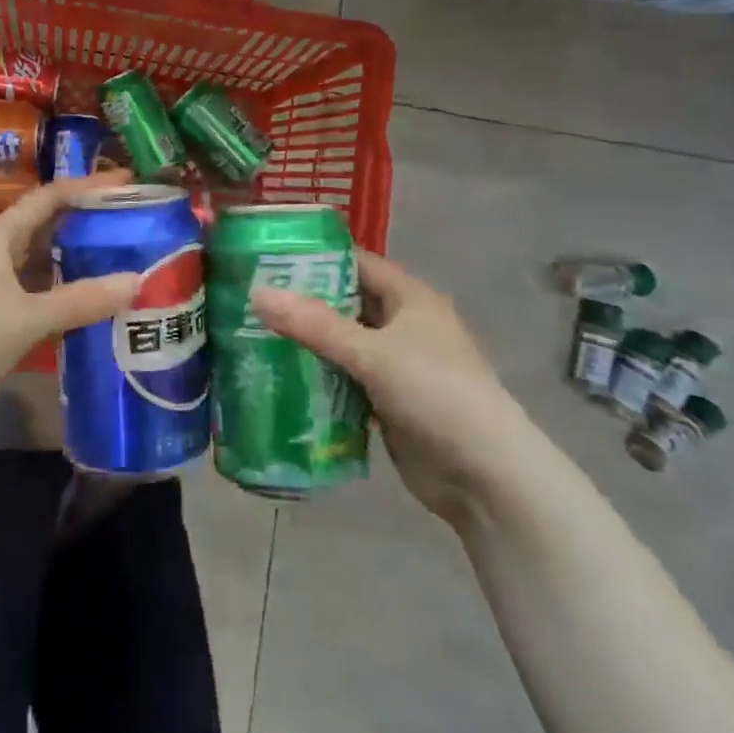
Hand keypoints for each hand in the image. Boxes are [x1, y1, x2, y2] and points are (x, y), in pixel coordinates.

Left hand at [0, 169, 141, 433]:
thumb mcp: (25, 318)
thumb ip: (80, 300)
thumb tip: (137, 280)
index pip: (48, 198)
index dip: (87, 187)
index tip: (128, 183)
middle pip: (48, 228)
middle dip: (88, 224)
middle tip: (136, 225)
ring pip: (45, 267)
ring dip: (81, 264)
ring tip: (128, 262)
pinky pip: (42, 300)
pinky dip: (69, 300)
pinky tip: (100, 308)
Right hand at [251, 251, 529, 521]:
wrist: (485, 476)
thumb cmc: (436, 394)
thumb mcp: (373, 354)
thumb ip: (314, 325)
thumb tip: (257, 294)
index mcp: (409, 298)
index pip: (356, 262)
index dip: (315, 256)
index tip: (267, 256)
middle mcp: (403, 324)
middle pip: (345, 303)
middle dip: (302, 302)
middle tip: (249, 297)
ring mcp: (396, 365)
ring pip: (342, 343)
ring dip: (307, 342)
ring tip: (252, 334)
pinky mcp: (387, 401)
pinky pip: (345, 379)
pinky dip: (318, 378)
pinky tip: (279, 377)